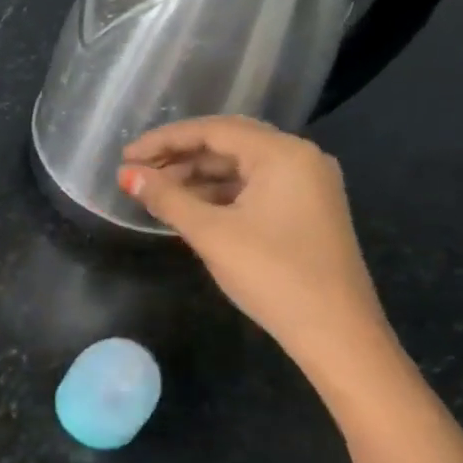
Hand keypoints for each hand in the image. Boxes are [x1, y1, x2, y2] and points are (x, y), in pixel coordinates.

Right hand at [117, 116, 388, 364]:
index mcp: (283, 154)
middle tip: (137, 171)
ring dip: (197, 176)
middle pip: (228, 143)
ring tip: (155, 192)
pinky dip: (218, 193)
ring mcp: (307, 185)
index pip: (213, 130)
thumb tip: (126, 175)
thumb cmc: (271, 274)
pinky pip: (253, 188)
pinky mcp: (305, 211)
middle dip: (179, 155)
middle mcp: (300, 159)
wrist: (336, 332)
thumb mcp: (211, 233)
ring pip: (241, 167)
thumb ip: (166, 199)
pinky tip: (189, 208)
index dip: (164, 140)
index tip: (126, 157)